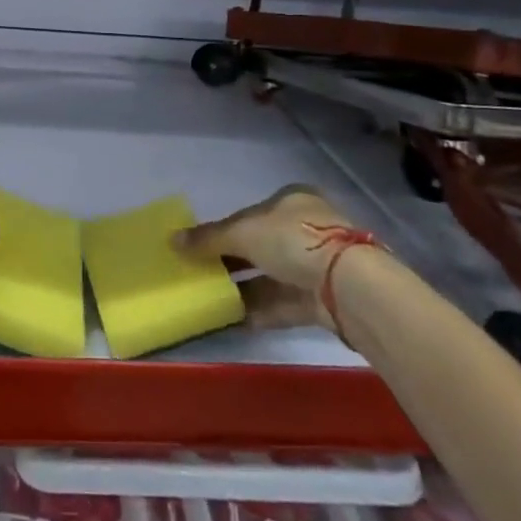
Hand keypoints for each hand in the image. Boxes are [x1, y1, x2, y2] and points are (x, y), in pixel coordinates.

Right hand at [173, 185, 376, 330]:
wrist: (349, 287)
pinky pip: (282, 303)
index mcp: (292, 200)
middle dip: (233, 261)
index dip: (226, 228)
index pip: (252, 212)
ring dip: (243, 288)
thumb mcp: (242, 232)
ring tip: (211, 299)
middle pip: (261, 245)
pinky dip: (258, 310)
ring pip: (271, 276)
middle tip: (203, 273)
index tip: (203, 247)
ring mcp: (318, 266)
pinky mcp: (323, 300)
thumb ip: (208, 238)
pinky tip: (231, 319)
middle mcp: (308, 229)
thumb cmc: (294, 241)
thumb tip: (171, 240)